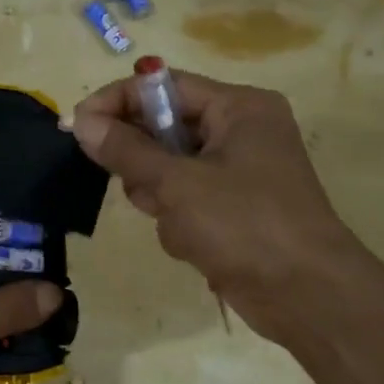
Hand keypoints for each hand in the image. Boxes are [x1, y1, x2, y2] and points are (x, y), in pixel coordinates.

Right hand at [68, 71, 348, 342]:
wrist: (307, 296)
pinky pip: (184, 200)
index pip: (164, 86)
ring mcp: (238, 173)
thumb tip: (81, 121)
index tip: (76, 125)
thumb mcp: (178, 184)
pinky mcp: (233, 209)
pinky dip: (178, 221)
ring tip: (179, 224)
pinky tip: (192, 245)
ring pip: (168, 170)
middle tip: (139, 188)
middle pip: (164, 129)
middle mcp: (240, 131)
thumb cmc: (245, 225)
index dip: (117, 102)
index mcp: (238, 108)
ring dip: (161, 198)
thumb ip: (126, 150)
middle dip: (145, 163)